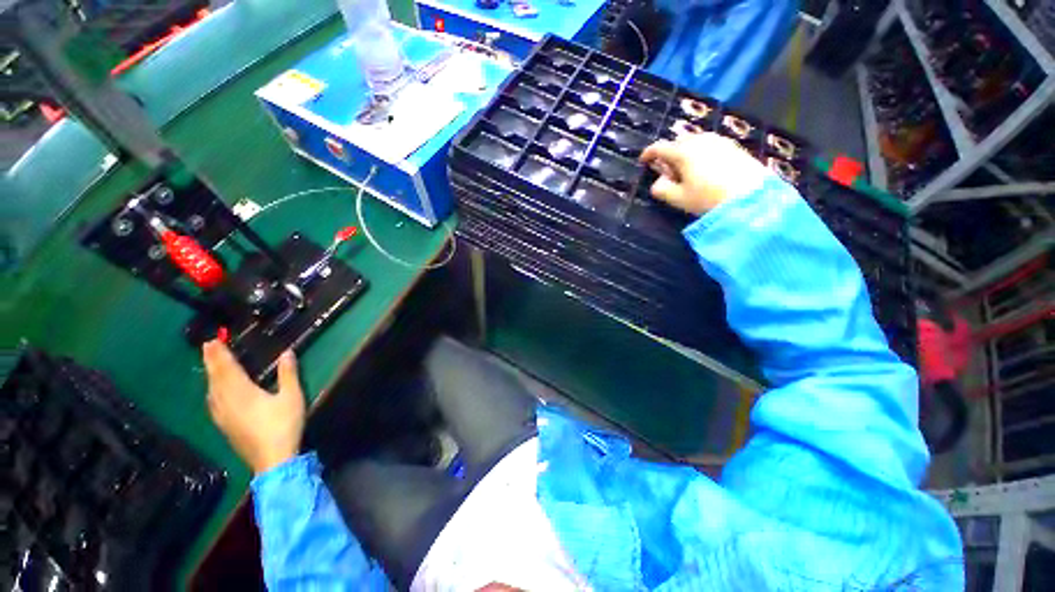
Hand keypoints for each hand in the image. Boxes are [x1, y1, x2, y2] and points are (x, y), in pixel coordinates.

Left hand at [203, 341, 305, 473]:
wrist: (272, 459)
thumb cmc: (284, 425)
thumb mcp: (292, 397)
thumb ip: (288, 374)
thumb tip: (287, 352)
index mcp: (242, 392)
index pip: (227, 369)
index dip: (220, 354)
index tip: (213, 340)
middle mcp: (226, 402)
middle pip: (215, 378)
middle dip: (211, 361)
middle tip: (207, 346)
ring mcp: (222, 415)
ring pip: (211, 390)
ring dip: (210, 374)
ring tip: (210, 364)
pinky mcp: (224, 425)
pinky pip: (212, 401)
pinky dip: (211, 389)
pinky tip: (213, 392)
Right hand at [639, 133, 772, 215]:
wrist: (751, 195)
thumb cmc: (708, 198)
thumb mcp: (679, 199)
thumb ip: (661, 189)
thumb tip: (658, 182)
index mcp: (683, 152)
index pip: (660, 147)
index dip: (648, 153)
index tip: (643, 161)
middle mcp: (700, 140)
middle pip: (678, 142)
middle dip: (669, 154)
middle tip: (669, 173)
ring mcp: (719, 140)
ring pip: (694, 142)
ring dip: (686, 153)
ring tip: (687, 172)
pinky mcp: (733, 146)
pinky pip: (709, 145)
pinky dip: (701, 153)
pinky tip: (705, 169)